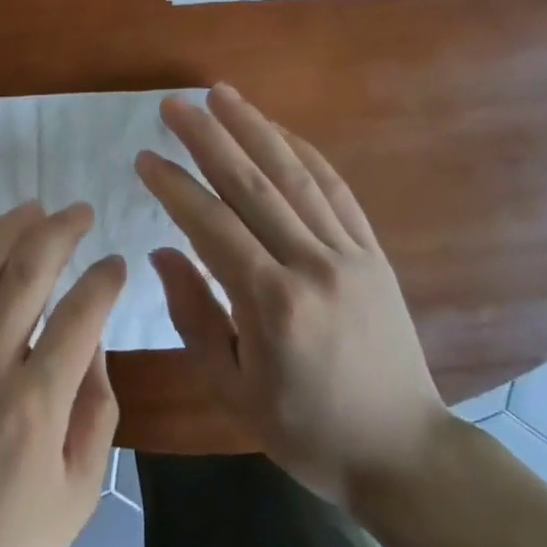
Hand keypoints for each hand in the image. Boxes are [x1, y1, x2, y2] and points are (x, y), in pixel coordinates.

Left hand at [0, 203, 122, 546]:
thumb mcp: (80, 493)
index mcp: (37, 404)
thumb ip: (96, 409)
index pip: (81, 314)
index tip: (116, 264)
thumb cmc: (8, 546)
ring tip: (33, 208)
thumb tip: (92, 339)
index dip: (104, 279)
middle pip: (27, 273)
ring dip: (6, 230)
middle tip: (80, 213)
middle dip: (61, 231)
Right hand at [135, 84, 449, 506]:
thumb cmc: (305, 429)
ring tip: (220, 95)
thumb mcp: (231, 388)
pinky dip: (304, 154)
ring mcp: (349, 253)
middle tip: (173, 104)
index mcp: (271, 303)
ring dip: (254, 129)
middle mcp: (312, 265)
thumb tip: (161, 252)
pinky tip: (278, 131)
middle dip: (208, 138)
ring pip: (295, 176)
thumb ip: (193, 315)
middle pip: (252, 185)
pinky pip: (335, 191)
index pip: (210, 225)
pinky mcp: (373, 252)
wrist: (403, 451)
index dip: (173, 186)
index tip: (143, 157)